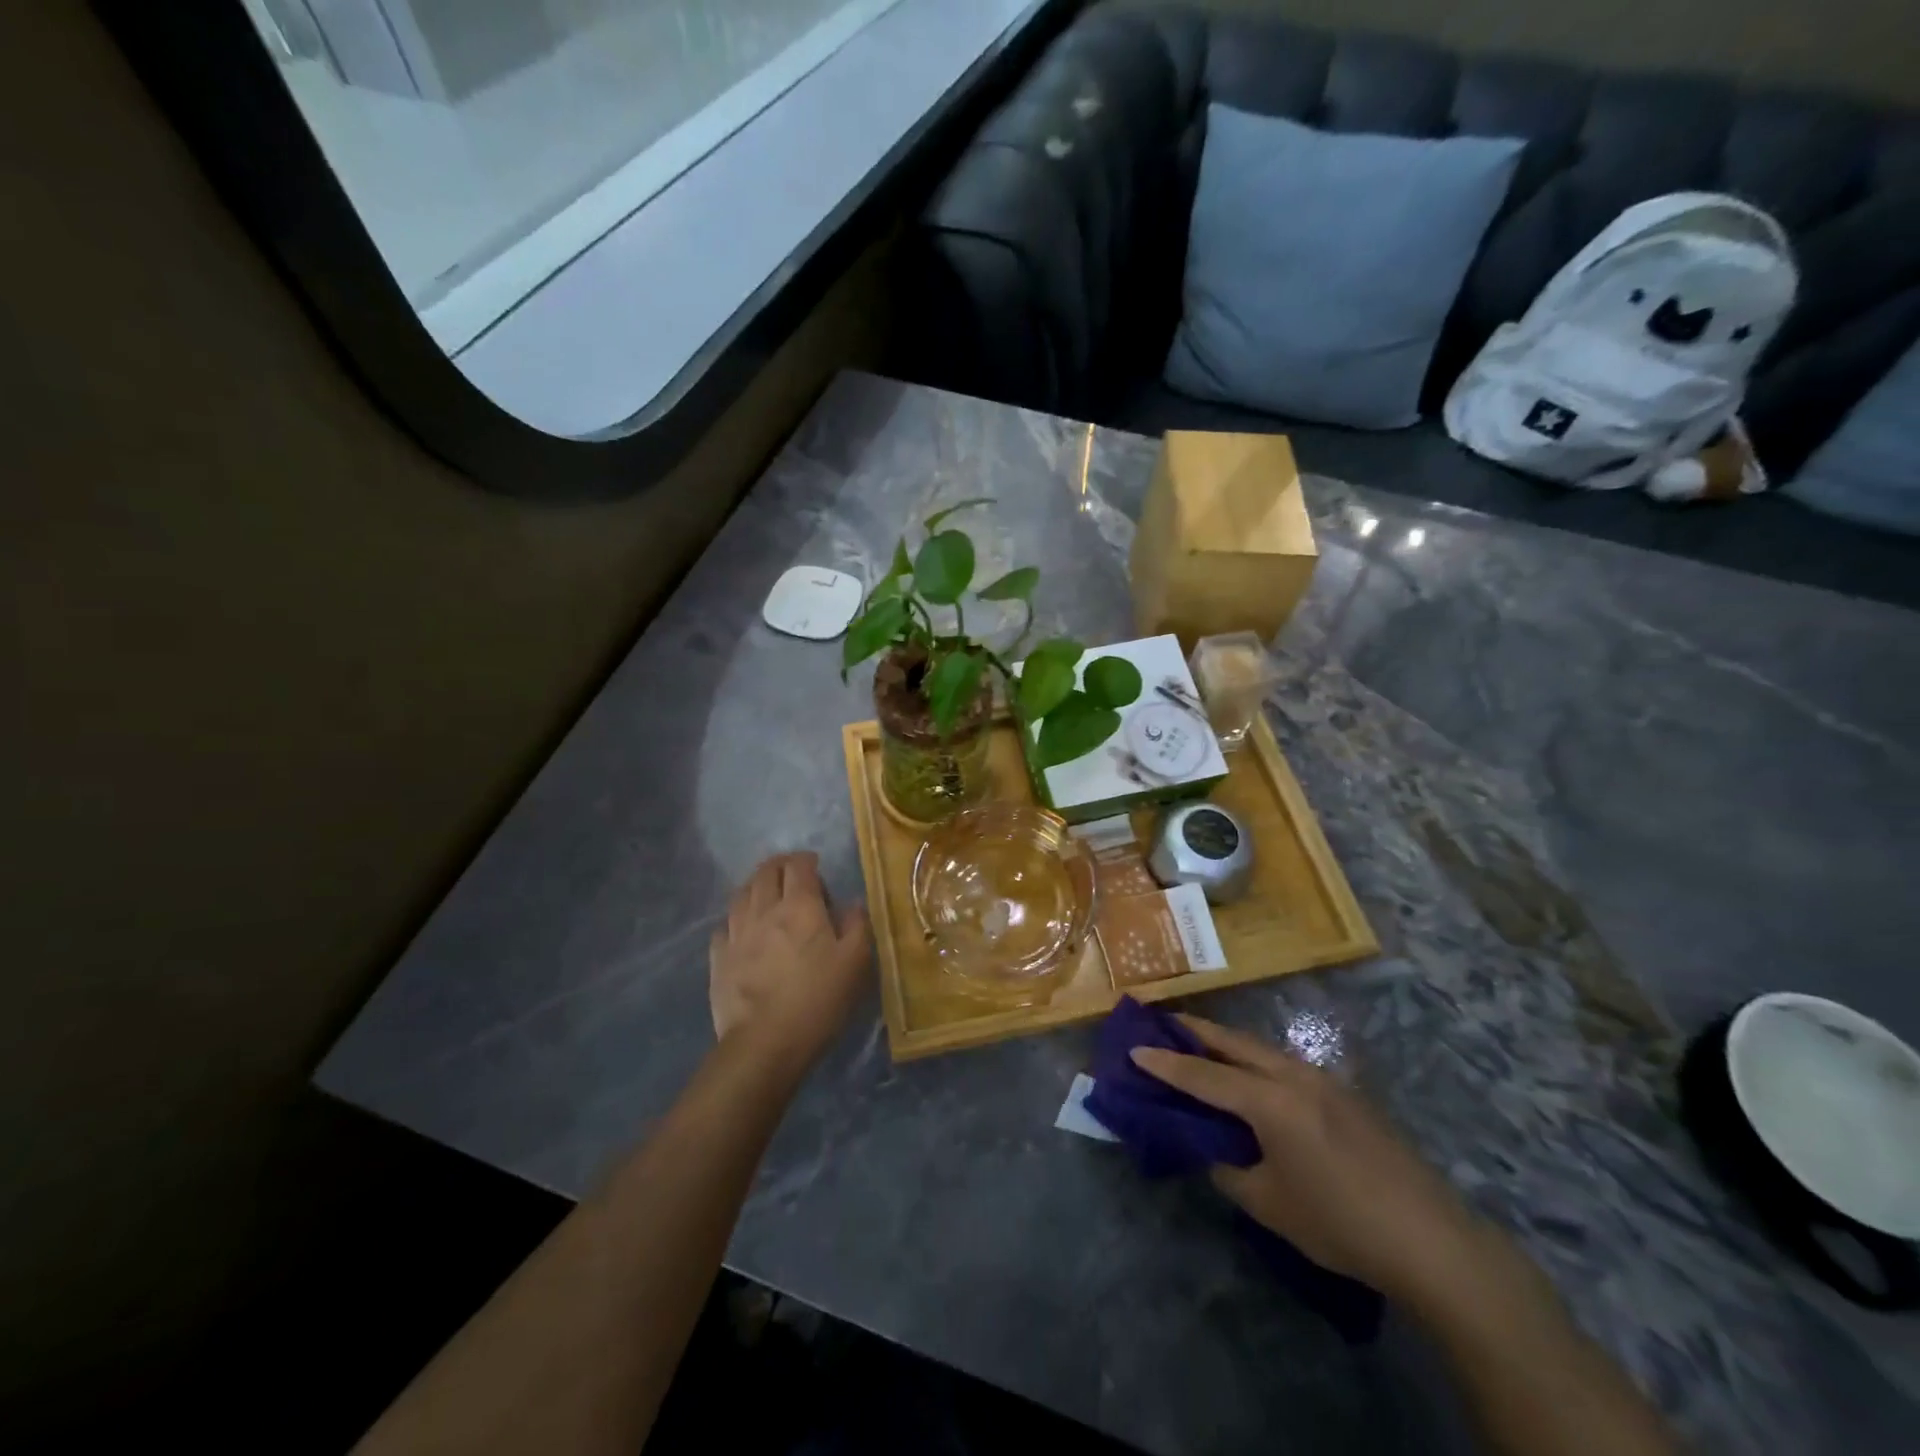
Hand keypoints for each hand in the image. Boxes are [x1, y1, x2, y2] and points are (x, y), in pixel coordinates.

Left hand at [709, 853, 870, 1072]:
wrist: (764, 1044)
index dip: (807, 860)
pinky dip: (736, 918)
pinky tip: (743, 929)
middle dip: (780, 865)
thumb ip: (857, 926)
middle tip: (792, 873)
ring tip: (766, 893)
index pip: (799, 866)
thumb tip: (852, 904)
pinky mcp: (718, 958)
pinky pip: (724, 925)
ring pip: (742, 893)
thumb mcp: (856, 963)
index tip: (816, 866)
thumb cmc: (817, 1000)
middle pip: (766, 872)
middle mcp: (764, 910)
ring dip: (756, 886)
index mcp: (800, 906)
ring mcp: (736, 933)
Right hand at [1132, 1015, 1482, 1302]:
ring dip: (1226, 1043)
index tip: (1132, 1050)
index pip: (1203, 1076)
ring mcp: (1323, 1080)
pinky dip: (1254, 1060)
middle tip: (1161, 1021)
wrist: (1431, 1240)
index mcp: (1269, 1101)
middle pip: (1233, 1043)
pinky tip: (1252, 1078)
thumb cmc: (1340, 1223)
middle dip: (1194, 1031)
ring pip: (1261, 1048)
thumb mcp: (1269, 1204)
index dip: (1165, 1065)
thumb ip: (1229, 1168)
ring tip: (1200, 1043)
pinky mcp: (1344, 1094)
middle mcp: (1293, 1076)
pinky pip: (1284, 1063)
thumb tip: (1211, 1149)